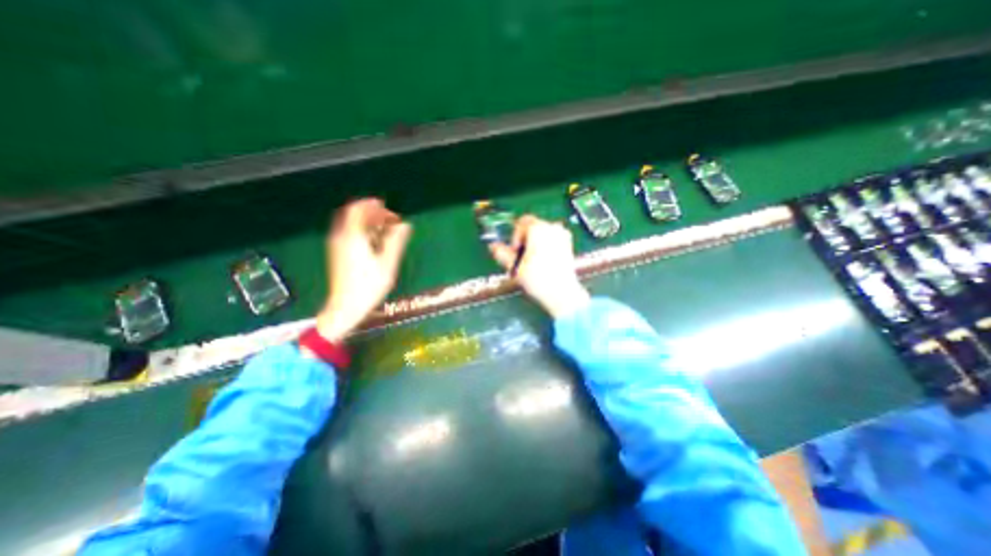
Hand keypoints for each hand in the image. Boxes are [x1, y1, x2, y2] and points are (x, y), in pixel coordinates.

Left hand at [317, 197, 410, 339]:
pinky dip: (362, 231)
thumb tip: (405, 225)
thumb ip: (396, 241)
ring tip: (385, 230)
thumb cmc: (369, 286)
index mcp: (353, 237)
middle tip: (390, 220)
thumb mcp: (387, 263)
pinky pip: (349, 234)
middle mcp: (341, 237)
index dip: (373, 206)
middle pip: (353, 215)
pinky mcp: (337, 254)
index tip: (389, 210)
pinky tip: (374, 242)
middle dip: (372, 213)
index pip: (359, 210)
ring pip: (351, 224)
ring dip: (367, 223)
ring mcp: (337, 246)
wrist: (345, 307)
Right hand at [486, 215, 587, 317]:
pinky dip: (545, 247)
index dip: (515, 237)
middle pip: (533, 227)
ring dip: (534, 243)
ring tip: (531, 262)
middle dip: (525, 240)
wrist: (561, 294)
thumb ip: (502, 253)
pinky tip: (542, 263)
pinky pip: (552, 240)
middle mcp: (552, 228)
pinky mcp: (568, 246)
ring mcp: (563, 236)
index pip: (521, 223)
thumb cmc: (538, 279)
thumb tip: (493, 247)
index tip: (515, 252)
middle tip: (521, 258)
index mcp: (539, 228)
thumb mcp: (515, 266)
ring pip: (543, 234)